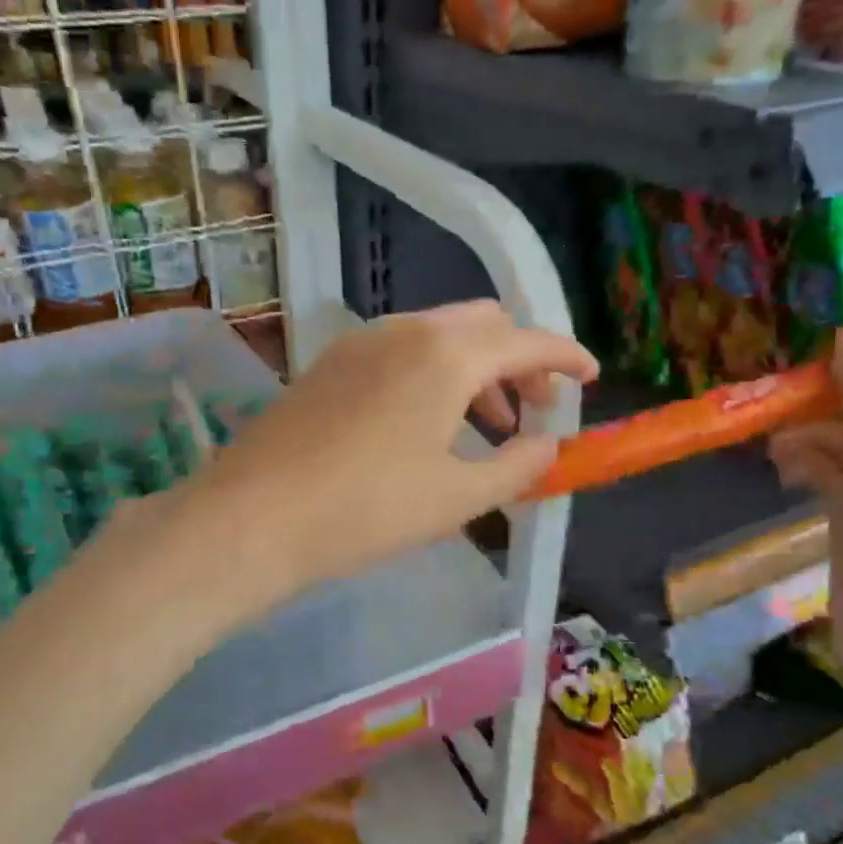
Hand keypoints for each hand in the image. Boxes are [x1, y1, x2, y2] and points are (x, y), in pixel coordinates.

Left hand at [161, 302, 597, 606]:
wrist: (253, 518)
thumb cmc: (367, 510)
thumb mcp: (458, 497)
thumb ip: (516, 465)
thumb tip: (547, 445)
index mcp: (445, 354)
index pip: (526, 339)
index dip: (566, 356)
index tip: (589, 378)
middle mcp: (404, 331)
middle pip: (482, 325)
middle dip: (519, 360)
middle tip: (535, 410)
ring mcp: (359, 343)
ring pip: (438, 337)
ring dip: (475, 370)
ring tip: (486, 428)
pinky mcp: (328, 365)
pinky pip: (400, 353)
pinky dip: (433, 376)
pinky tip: (428, 426)